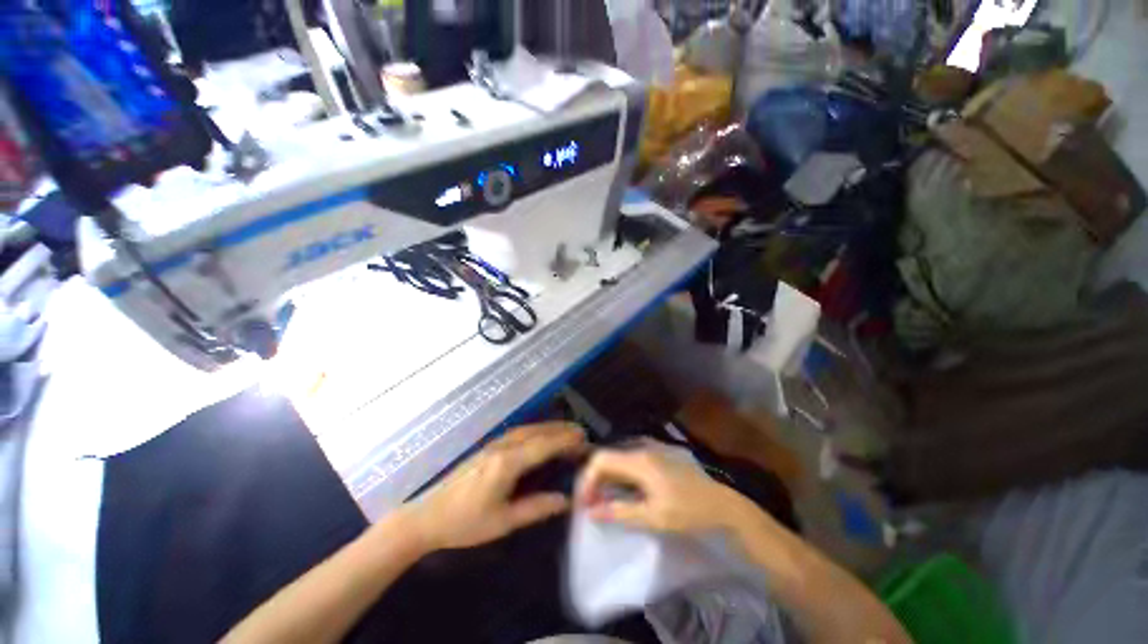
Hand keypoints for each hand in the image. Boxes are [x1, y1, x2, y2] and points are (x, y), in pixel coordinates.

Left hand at [401, 422, 585, 550]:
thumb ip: (535, 508)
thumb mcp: (502, 522)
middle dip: (560, 430)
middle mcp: (502, 447)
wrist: (427, 516)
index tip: (583, 439)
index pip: (542, 446)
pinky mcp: (488, 447)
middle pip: (536, 432)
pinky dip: (535, 430)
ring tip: (566, 430)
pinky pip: (518, 432)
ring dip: (548, 427)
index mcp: (507, 464)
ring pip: (527, 429)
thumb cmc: (465, 523)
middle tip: (580, 432)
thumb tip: (565, 500)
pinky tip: (540, 435)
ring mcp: (493, 445)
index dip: (564, 441)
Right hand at [575, 447, 758, 535]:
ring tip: (603, 500)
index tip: (584, 503)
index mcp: (640, 460)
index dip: (588, 479)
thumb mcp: (654, 517)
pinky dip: (619, 474)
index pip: (601, 460)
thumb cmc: (688, 512)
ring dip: (607, 477)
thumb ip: (620, 512)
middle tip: (591, 505)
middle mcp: (642, 447)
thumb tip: (591, 511)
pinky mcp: (657, 454)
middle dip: (595, 479)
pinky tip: (622, 490)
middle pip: (608, 456)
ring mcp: (651, 448)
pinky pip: (629, 459)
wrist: (722, 504)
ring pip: (618, 457)